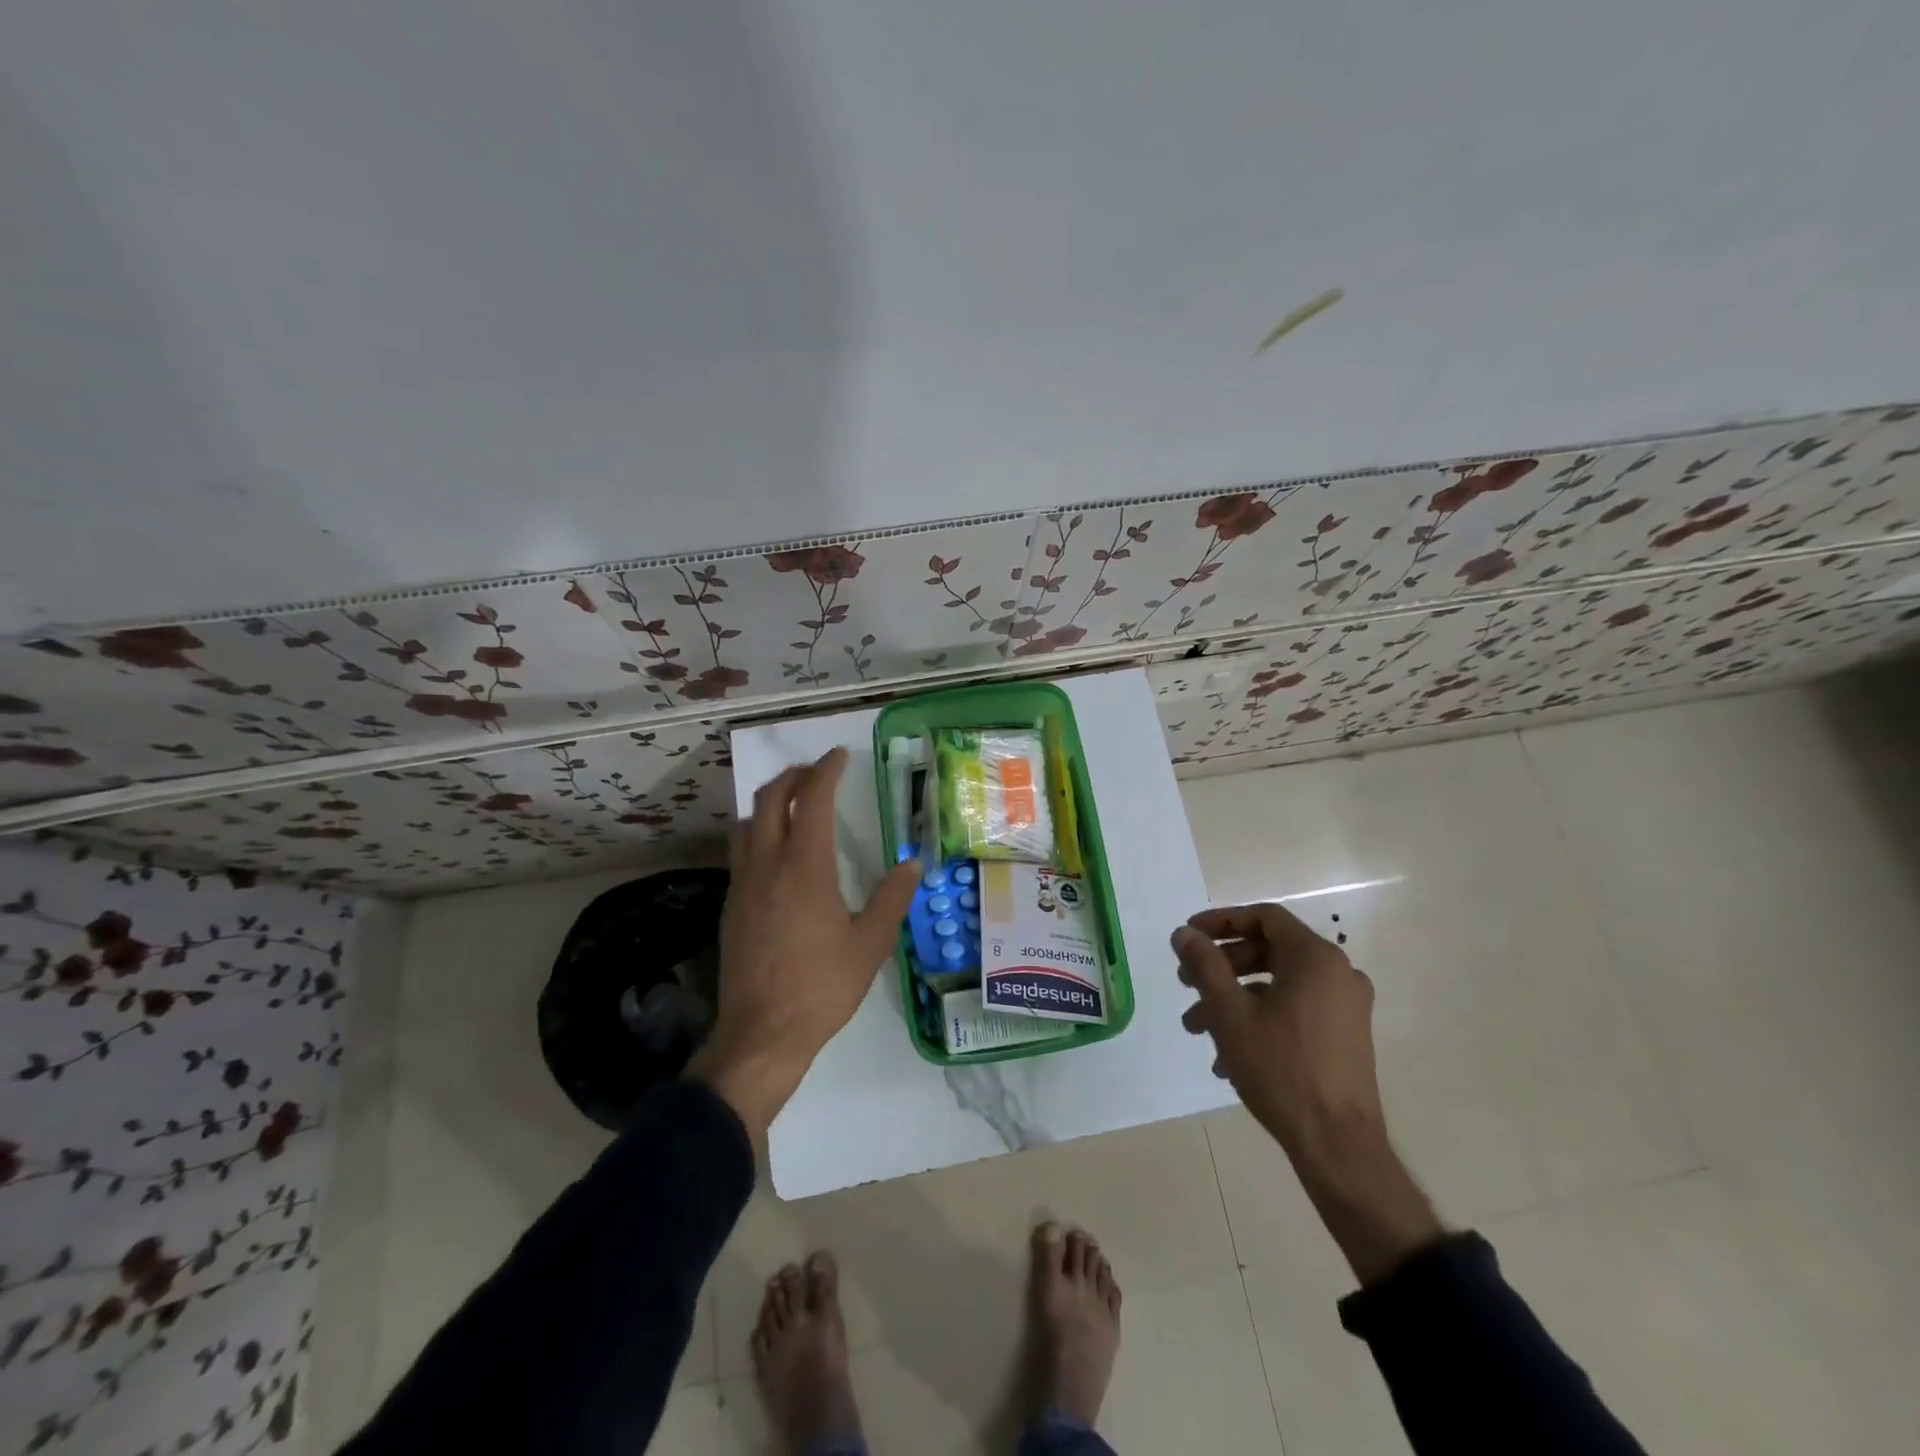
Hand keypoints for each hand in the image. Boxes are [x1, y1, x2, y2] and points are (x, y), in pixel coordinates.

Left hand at [689, 748, 920, 1150]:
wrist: (761, 1035)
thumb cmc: (821, 987)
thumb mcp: (870, 944)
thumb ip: (892, 898)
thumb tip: (914, 864)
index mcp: (804, 867)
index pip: (810, 799)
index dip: (824, 771)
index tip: (838, 756)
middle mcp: (767, 865)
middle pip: (769, 799)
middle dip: (792, 776)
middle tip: (816, 773)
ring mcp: (743, 885)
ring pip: (747, 823)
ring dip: (769, 803)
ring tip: (793, 806)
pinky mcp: (731, 907)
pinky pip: (740, 852)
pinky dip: (758, 834)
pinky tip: (775, 855)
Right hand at [1173, 902, 1385, 1161]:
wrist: (1337, 1146)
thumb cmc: (1281, 1068)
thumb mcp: (1230, 1012)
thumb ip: (1205, 965)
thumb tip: (1184, 933)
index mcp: (1315, 959)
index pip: (1264, 918)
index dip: (1221, 921)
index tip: (1189, 936)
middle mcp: (1337, 974)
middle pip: (1269, 951)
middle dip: (1221, 966)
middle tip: (1186, 983)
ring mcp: (1345, 1008)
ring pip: (1277, 985)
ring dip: (1234, 999)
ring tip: (1196, 1026)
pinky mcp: (1345, 1037)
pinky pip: (1294, 1011)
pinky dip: (1259, 1019)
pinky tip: (1227, 1056)